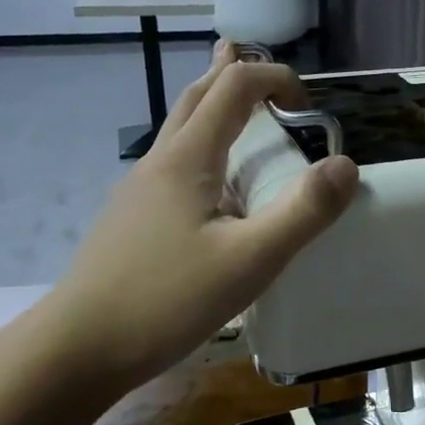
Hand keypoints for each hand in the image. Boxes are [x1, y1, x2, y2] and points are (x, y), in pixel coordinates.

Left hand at [32, 43, 358, 395]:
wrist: (78, 348)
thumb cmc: (167, 300)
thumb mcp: (250, 260)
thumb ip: (303, 212)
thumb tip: (346, 164)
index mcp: (187, 158)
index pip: (233, 87)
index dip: (274, 78)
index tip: (309, 107)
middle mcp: (159, 163)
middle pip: (197, 97)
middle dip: (235, 76)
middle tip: (268, 77)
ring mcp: (138, 192)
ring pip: (180, 132)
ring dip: (215, 110)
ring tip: (239, 111)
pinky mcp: (132, 221)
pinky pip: (173, 166)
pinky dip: (202, 150)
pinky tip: (212, 189)